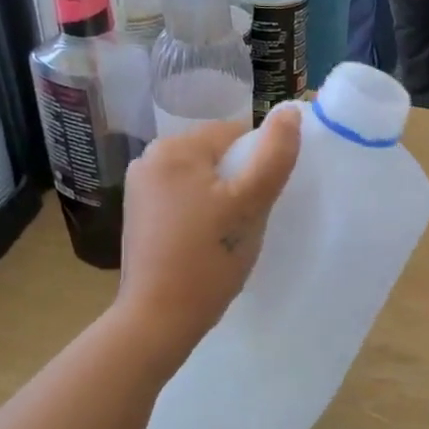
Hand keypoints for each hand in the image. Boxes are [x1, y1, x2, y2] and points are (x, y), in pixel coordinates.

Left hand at [116, 108, 301, 355]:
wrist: (159, 317)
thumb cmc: (209, 257)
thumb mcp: (251, 204)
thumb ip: (274, 155)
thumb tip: (290, 111)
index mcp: (174, 148)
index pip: (235, 134)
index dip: (258, 164)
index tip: (262, 201)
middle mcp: (149, 158)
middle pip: (216, 155)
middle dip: (238, 182)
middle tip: (246, 222)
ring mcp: (139, 188)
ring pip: (201, 178)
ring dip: (221, 198)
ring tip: (227, 235)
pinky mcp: (138, 214)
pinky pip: (183, 198)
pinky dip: (201, 212)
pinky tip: (205, 242)